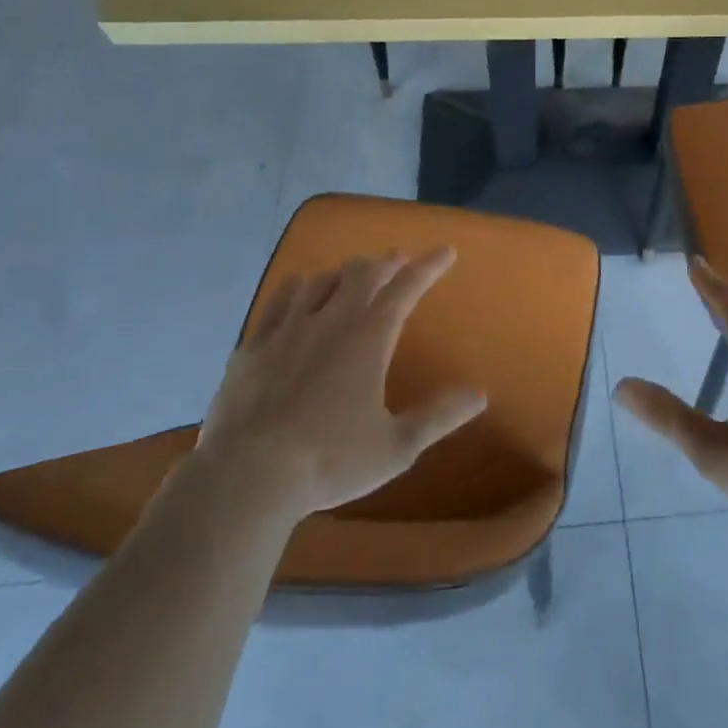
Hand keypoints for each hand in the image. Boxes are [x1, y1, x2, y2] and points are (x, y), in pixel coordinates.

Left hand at [195, 249, 487, 517]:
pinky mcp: (254, 344)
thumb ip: (439, 416)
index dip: (429, 266)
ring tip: (353, 276)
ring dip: (344, 273)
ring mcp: (289, 328)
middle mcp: (332, 320)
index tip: (445, 250)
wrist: (247, 476)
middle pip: (363, 273)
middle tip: (397, 261)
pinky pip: (280, 299)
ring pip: (322, 279)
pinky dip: (299, 287)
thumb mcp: (396, 447)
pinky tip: (300, 290)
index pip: (407, 288)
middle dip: (385, 263)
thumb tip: (480, 394)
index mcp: (369, 338)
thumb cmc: (330, 460)